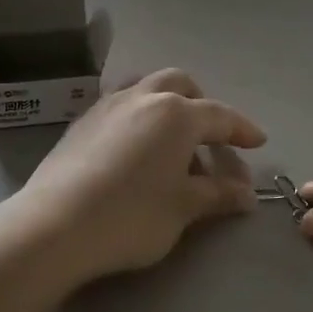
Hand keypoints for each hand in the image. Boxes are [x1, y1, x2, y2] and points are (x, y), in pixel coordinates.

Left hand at [19, 68, 266, 281]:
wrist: (54, 226)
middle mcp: (144, 97)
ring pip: (146, 88)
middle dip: (201, 105)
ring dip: (166, 104)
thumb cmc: (131, 216)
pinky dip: (138, 116)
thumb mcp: (182, 208)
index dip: (242, 130)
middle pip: (180, 85)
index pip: (220, 116)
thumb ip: (217, 195)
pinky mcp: (82, 121)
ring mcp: (108, 105)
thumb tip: (247, 194)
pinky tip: (134, 148)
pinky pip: (120, 104)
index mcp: (177, 114)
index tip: (258, 142)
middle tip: (210, 136)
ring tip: (170, 139)